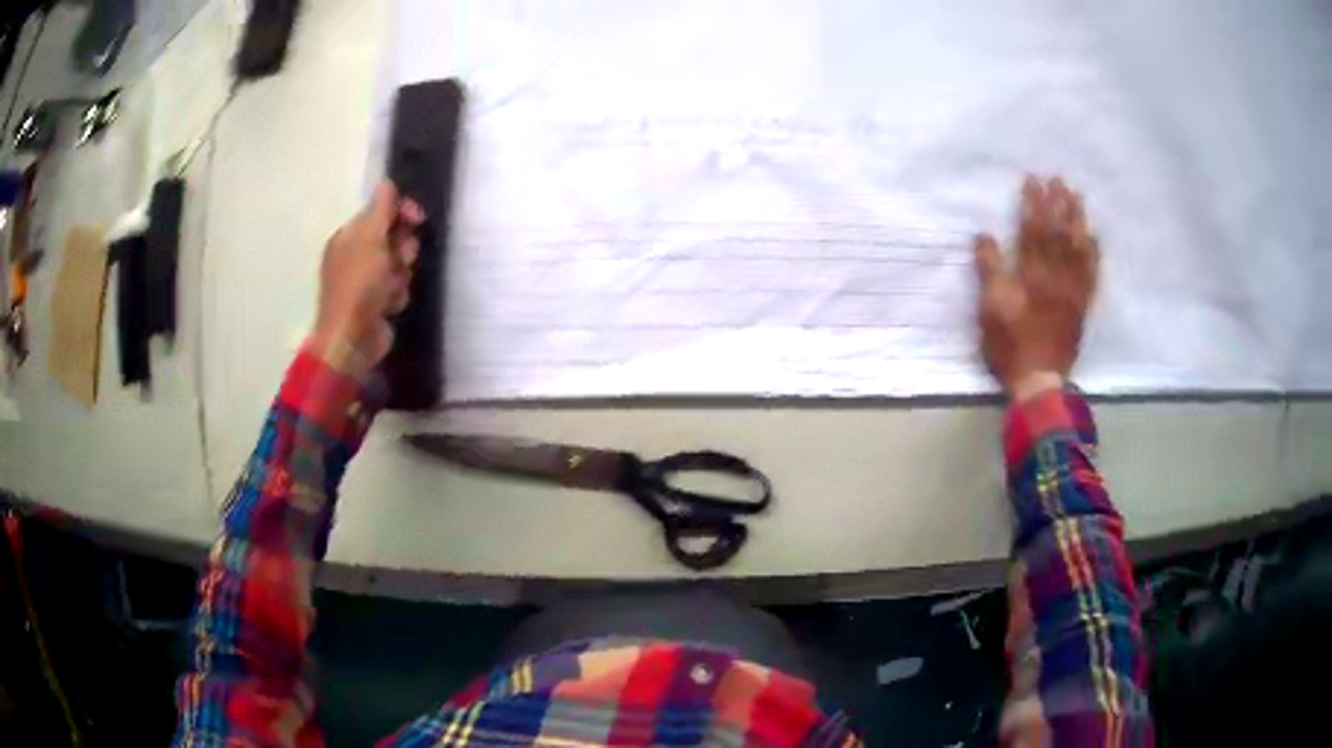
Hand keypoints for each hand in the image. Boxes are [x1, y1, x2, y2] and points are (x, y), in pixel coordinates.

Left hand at [308, 181, 423, 369]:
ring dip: (400, 275)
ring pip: (399, 264)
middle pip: (392, 237)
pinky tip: (388, 306)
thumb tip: (387, 182)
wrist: (352, 340)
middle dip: (402, 249)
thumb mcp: (370, 239)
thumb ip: (380, 209)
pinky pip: (397, 287)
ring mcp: (365, 281)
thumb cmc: (359, 286)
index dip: (400, 212)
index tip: (417, 217)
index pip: (379, 212)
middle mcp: (355, 255)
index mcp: (348, 237)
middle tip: (400, 259)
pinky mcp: (376, 303)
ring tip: (390, 289)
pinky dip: (397, 295)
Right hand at [974, 176, 1098, 399]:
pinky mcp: (1082, 304)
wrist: (1040, 380)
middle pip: (1059, 232)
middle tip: (1058, 179)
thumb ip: (989, 271)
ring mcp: (1072, 289)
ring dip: (1077, 219)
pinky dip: (1093, 252)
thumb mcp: (990, 309)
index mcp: (1032, 274)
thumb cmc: (1011, 344)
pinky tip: (1093, 237)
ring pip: (1078, 247)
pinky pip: (1091, 272)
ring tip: (1076, 197)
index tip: (1032, 180)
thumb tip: (985, 235)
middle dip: (1058, 203)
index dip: (1033, 203)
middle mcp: (1056, 275)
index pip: (1033, 229)